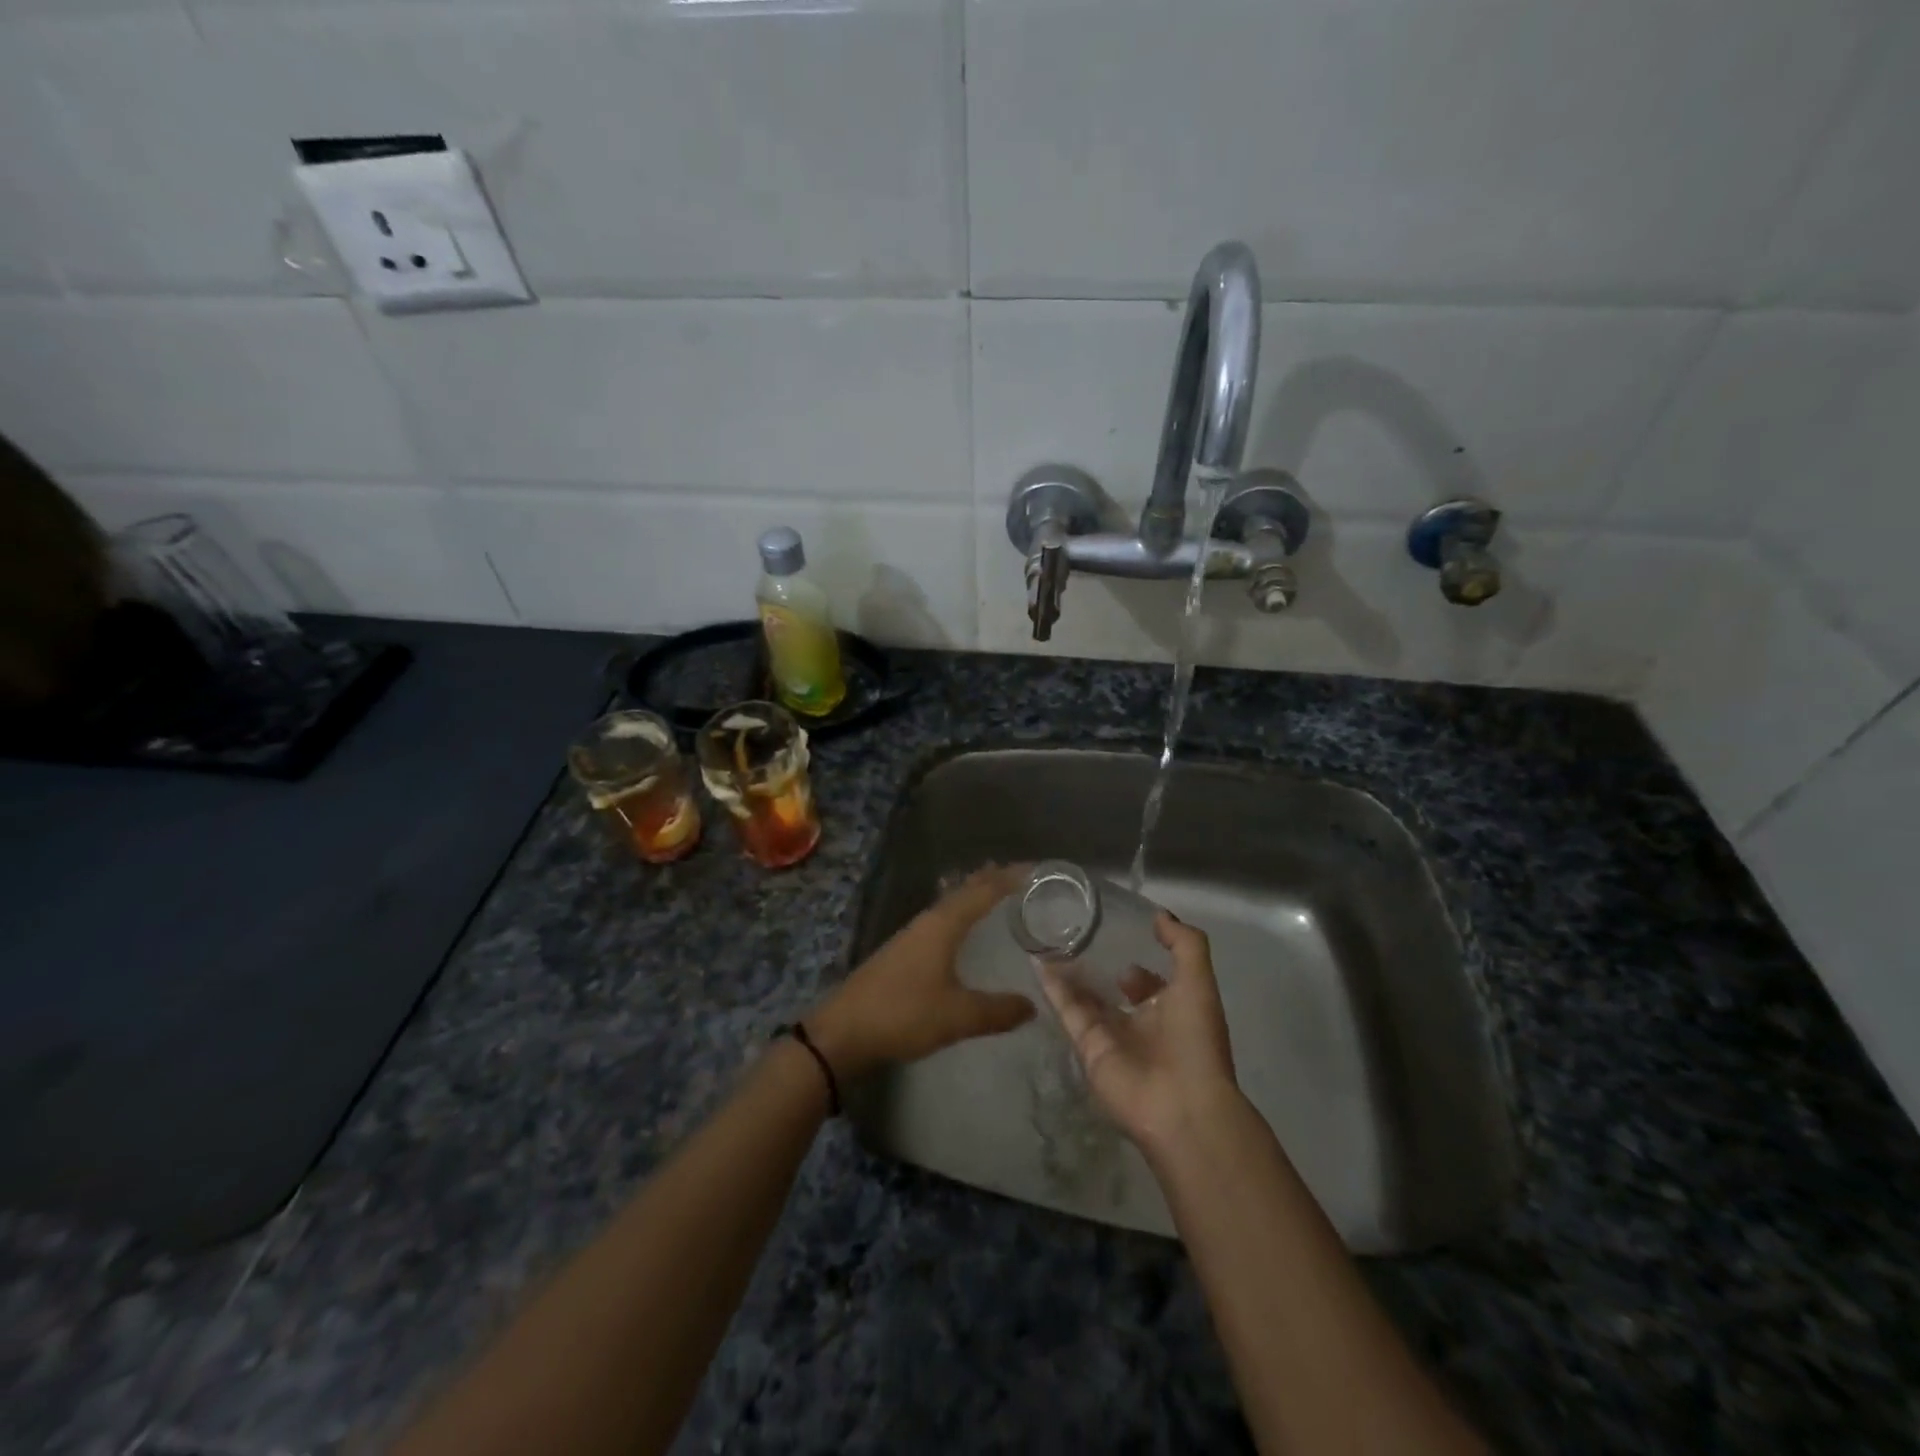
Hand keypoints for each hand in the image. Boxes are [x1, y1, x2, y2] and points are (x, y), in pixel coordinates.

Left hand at [808, 865, 1035, 1077]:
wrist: (843, 1032)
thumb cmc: (903, 1014)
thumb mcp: (958, 1016)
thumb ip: (997, 1011)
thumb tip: (1032, 1006)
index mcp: (943, 925)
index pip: (982, 891)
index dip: (1009, 878)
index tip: (1035, 869)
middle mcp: (927, 922)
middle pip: (964, 891)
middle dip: (991, 880)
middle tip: (1020, 875)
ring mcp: (911, 936)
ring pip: (949, 905)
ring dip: (972, 895)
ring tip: (995, 892)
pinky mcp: (901, 953)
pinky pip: (939, 921)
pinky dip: (958, 914)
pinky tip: (959, 929)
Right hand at [1040, 911, 1239, 1155]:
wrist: (1180, 1106)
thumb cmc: (1195, 1040)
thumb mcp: (1199, 981)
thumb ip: (1184, 944)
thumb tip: (1159, 915)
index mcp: (1172, 1009)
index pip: (1149, 979)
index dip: (1136, 955)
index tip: (1114, 929)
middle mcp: (1141, 1022)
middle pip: (1113, 989)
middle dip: (1096, 963)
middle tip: (1072, 930)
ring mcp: (1112, 1036)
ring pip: (1086, 997)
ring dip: (1069, 971)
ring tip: (1047, 937)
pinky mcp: (1087, 1047)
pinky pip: (1067, 1011)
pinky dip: (1052, 987)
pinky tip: (1037, 960)